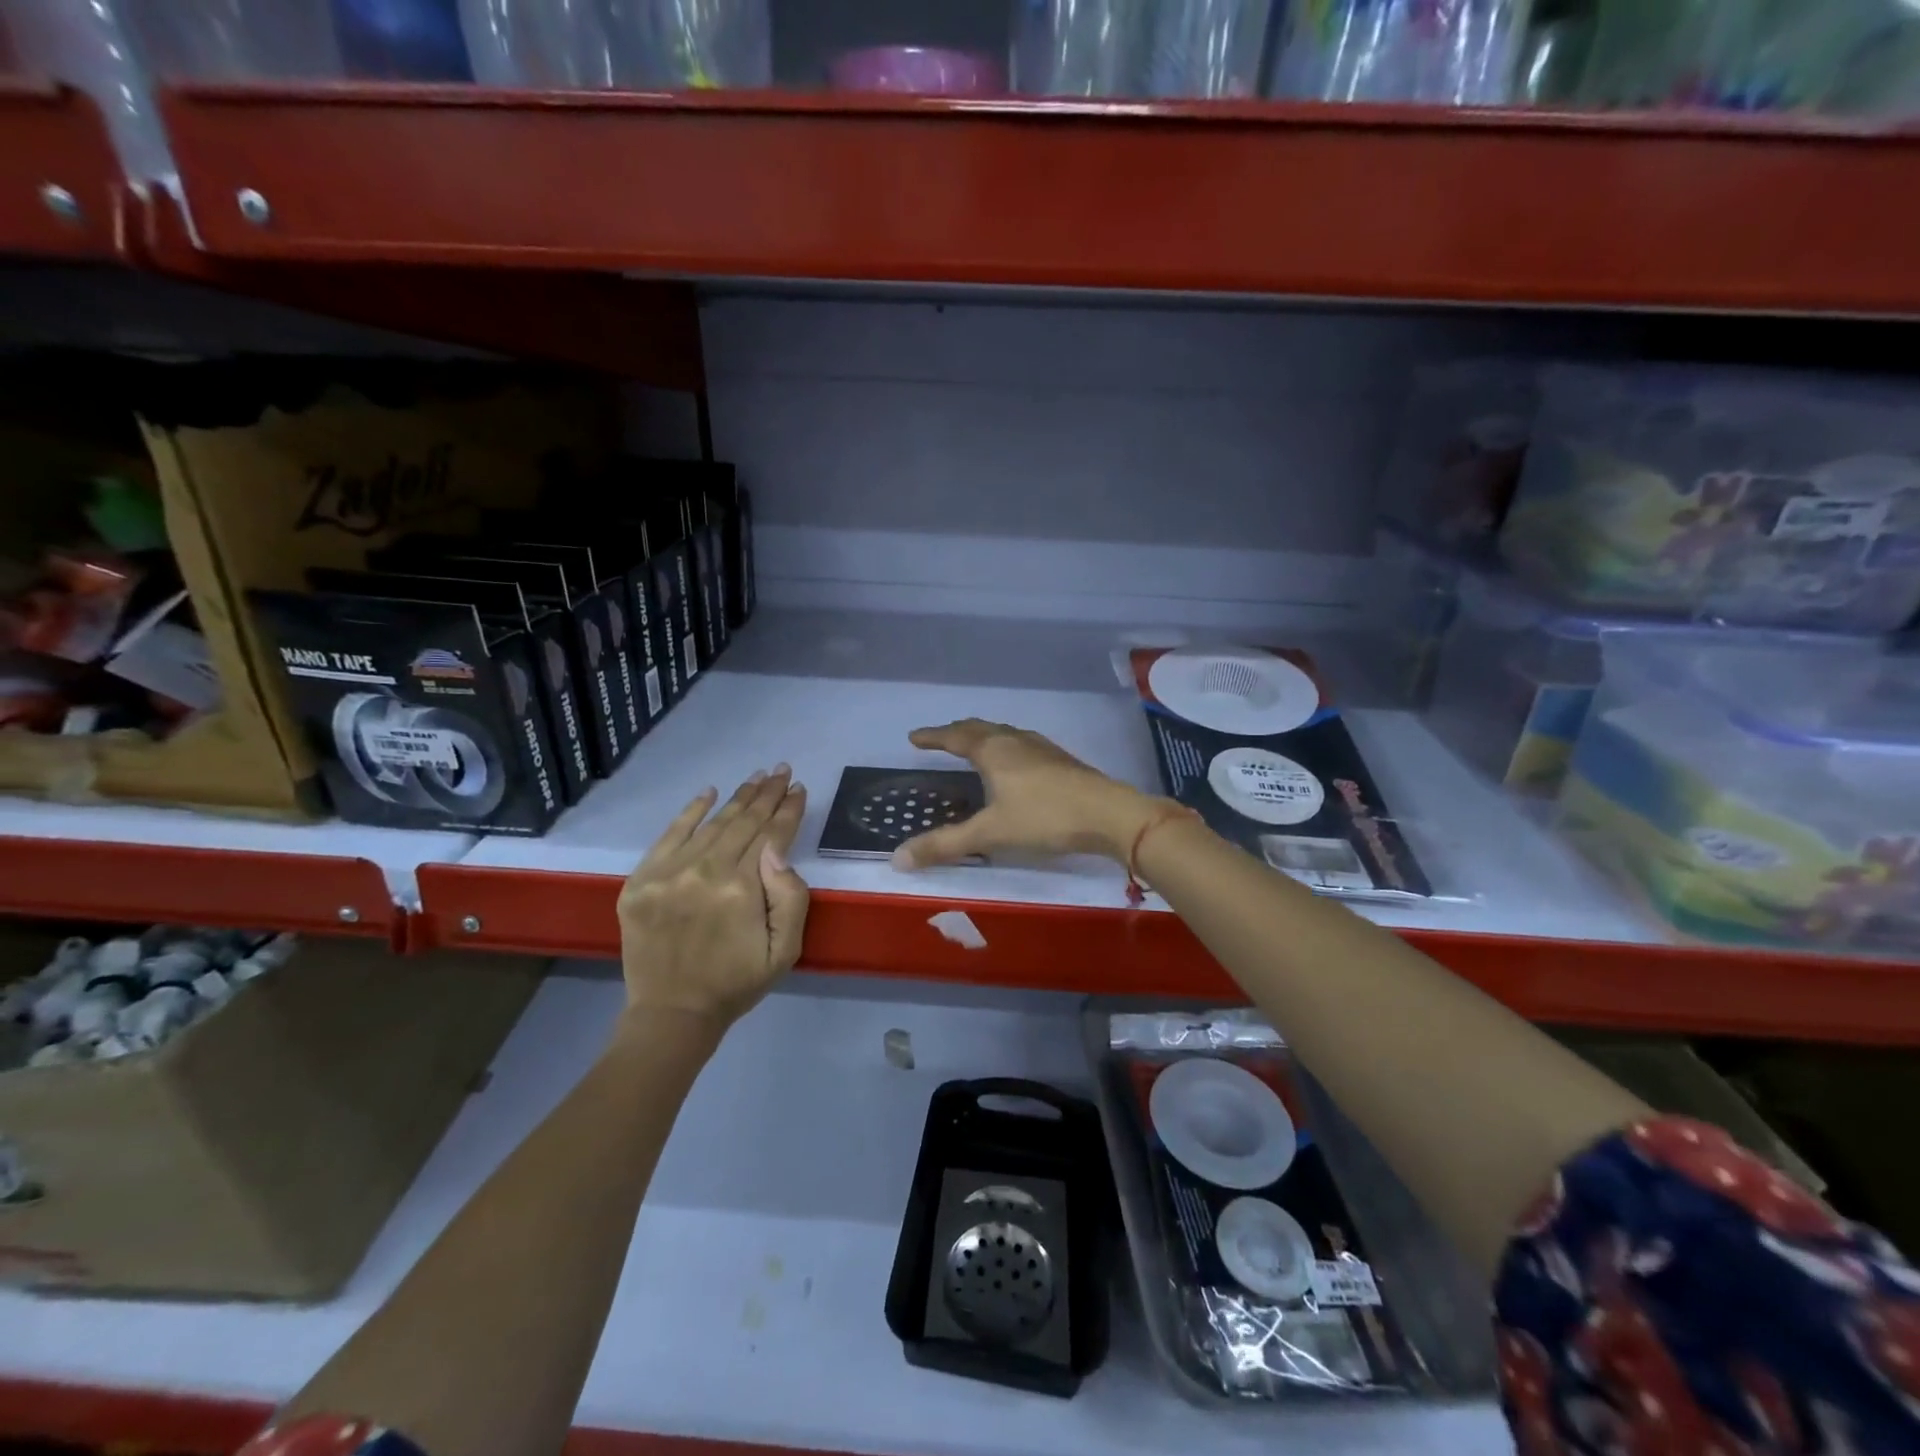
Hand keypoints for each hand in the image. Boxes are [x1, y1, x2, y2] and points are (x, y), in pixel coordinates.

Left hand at [616, 766, 809, 1031]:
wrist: (672, 1013)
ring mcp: (668, 873)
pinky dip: (690, 812)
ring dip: (738, 798)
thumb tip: (778, 850)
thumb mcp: (785, 950)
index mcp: (741, 889)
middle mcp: (704, 871)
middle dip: (767, 794)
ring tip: (757, 777)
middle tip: (782, 770)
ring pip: (711, 824)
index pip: (772, 836)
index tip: (799, 788)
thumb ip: (791, 897)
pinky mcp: (641, 879)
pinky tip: (709, 792)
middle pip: (743, 822)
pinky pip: (669, 835)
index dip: (788, 810)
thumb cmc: (737, 982)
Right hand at [893, 719, 1163, 869]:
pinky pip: (1022, 744)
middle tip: (941, 738)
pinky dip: (1006, 747)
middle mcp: (1015, 740)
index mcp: (993, 750)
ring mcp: (1041, 747)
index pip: (954, 736)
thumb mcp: (990, 833)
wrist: (1109, 814)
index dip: (932, 736)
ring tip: (974, 746)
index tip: (914, 737)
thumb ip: (945, 845)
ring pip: (1004, 734)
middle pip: (980, 728)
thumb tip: (897, 858)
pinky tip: (1016, 764)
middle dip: (957, 732)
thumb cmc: (1044, 818)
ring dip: (983, 736)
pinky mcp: (1061, 760)